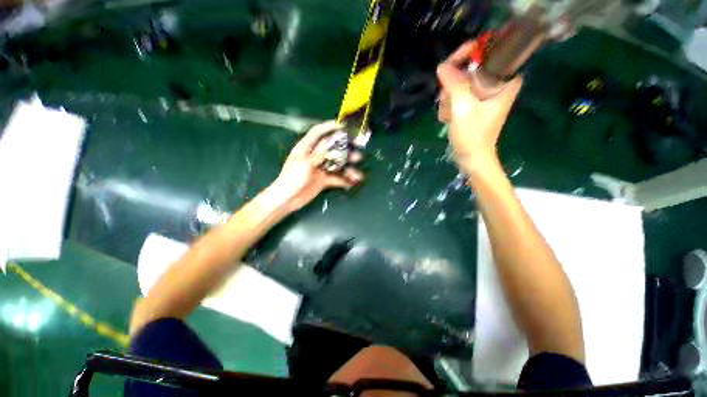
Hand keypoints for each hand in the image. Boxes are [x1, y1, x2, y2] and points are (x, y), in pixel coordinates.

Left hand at [273, 120, 363, 211]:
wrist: (286, 200)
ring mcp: (319, 168)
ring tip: (357, 168)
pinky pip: (337, 177)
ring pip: (337, 162)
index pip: (318, 132)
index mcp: (306, 147)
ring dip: (348, 164)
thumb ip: (320, 153)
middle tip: (358, 145)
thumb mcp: (306, 163)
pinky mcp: (323, 180)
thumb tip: (334, 142)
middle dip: (346, 146)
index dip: (330, 126)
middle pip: (332, 146)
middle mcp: (314, 155)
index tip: (345, 125)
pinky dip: (346, 179)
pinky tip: (354, 181)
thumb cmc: (292, 179)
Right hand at [436, 41, 522, 171]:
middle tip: (446, 83)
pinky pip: (460, 89)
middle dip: (458, 72)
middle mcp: (495, 89)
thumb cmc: (474, 135)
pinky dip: (451, 98)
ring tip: (446, 108)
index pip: (504, 61)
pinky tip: (446, 113)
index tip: (471, 48)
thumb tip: (443, 65)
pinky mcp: (475, 102)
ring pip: (465, 77)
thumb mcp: (463, 107)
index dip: (489, 50)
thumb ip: (454, 83)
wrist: (473, 160)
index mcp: (502, 88)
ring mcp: (484, 96)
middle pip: (478, 65)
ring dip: (450, 89)